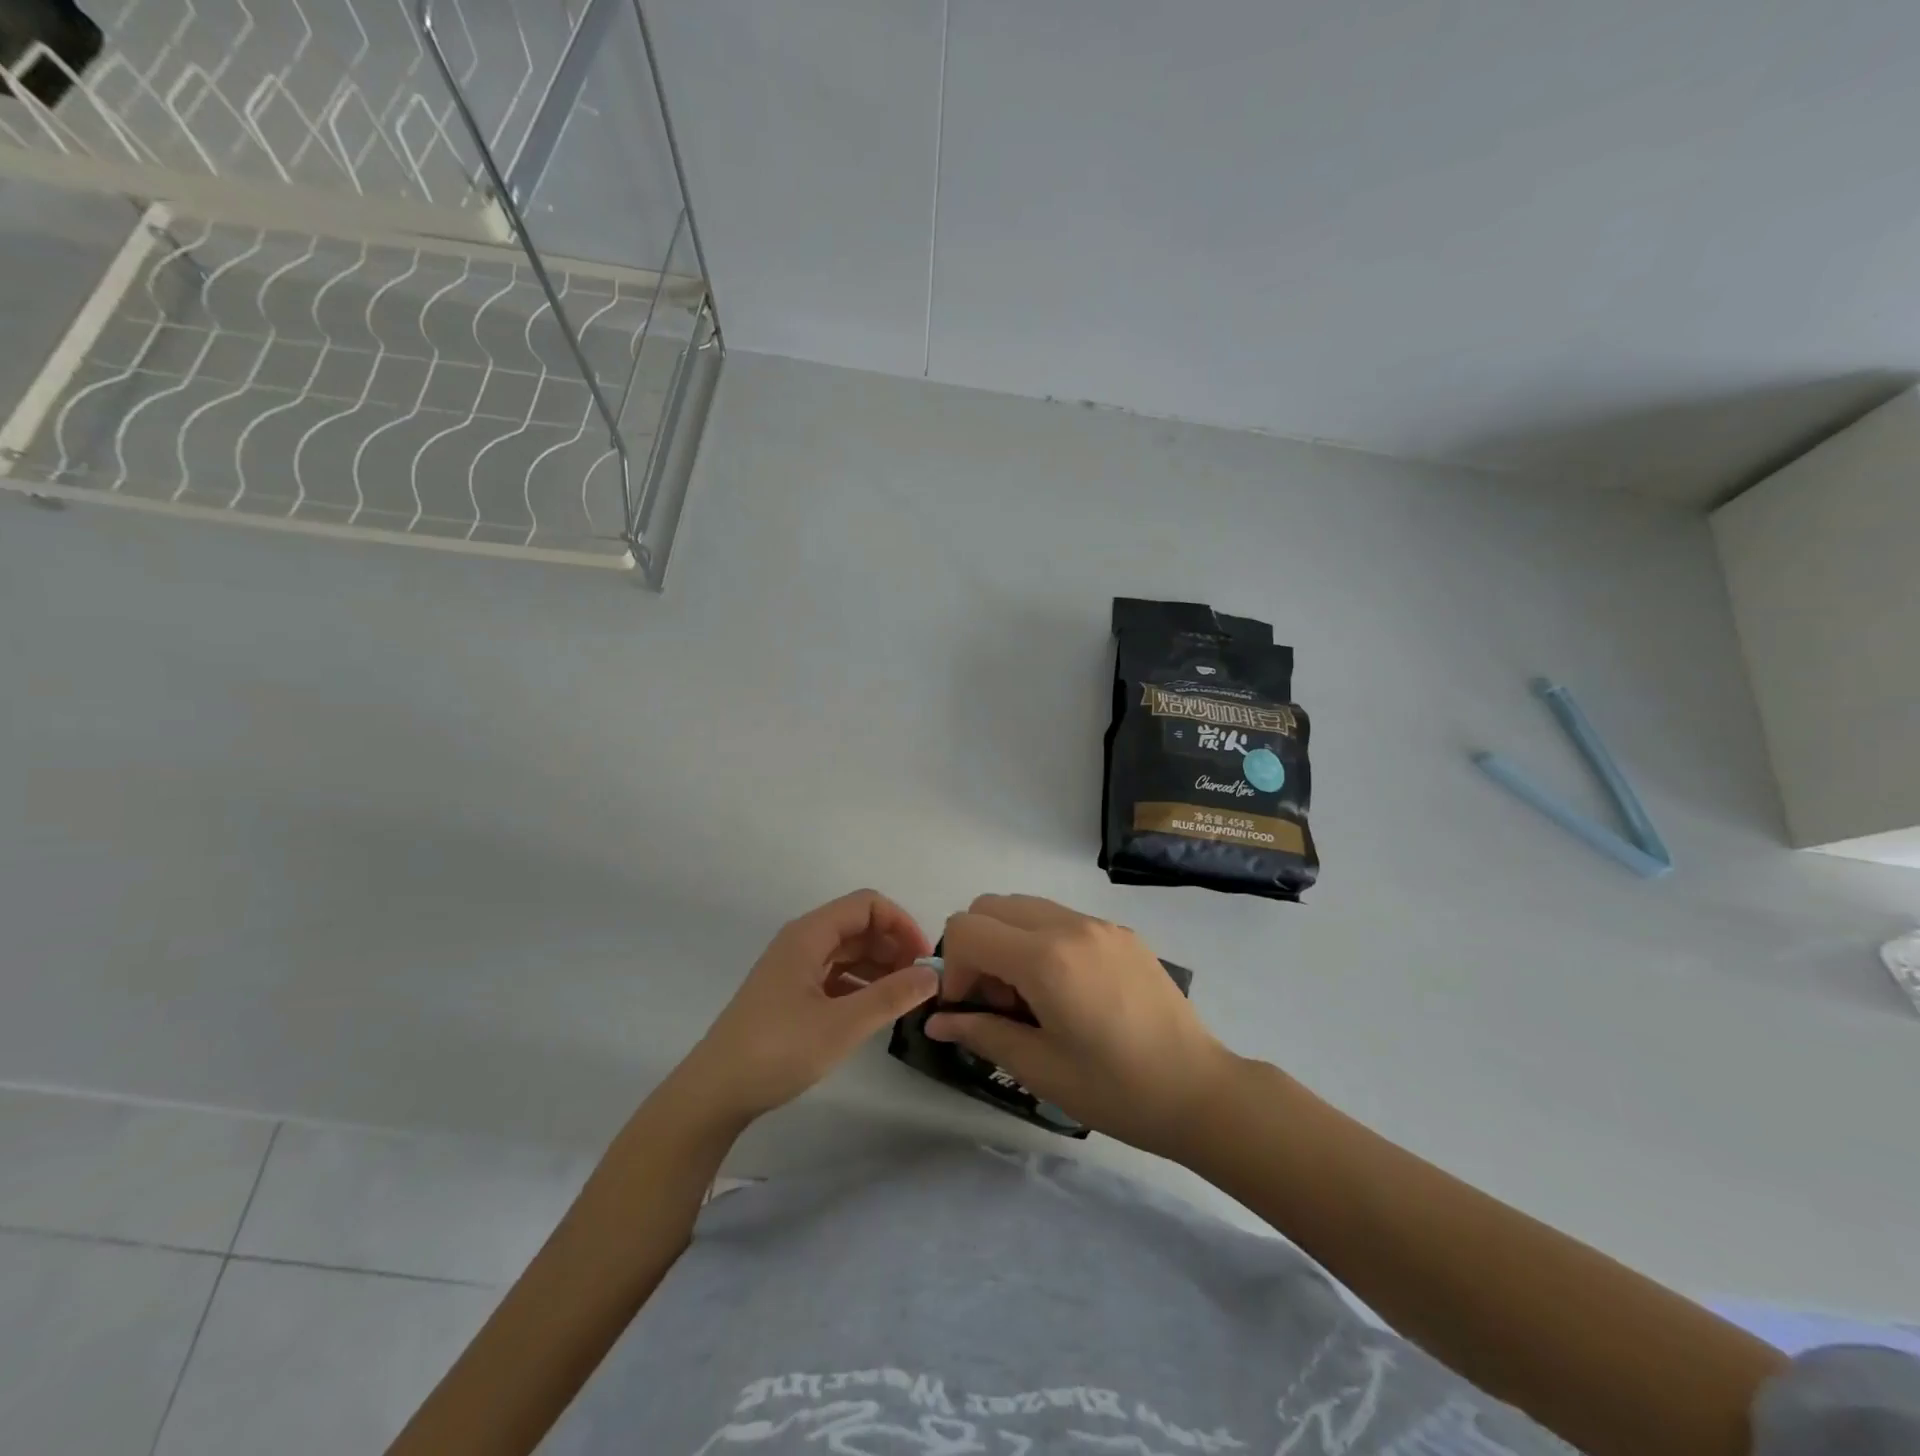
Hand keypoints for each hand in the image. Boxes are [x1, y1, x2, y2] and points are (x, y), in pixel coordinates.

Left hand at [674, 890, 938, 1127]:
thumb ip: (892, 996)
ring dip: (879, 966)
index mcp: (809, 935)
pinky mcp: (789, 994)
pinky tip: (875, 1010)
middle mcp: (801, 942)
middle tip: (920, 983)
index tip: (924, 960)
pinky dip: (860, 984)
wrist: (714, 1092)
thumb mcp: (843, 1024)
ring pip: (847, 951)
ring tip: (904, 998)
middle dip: (893, 946)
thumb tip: (933, 974)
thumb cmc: (778, 1050)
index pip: (867, 905)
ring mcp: (793, 968)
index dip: (901, 924)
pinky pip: (834, 974)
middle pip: (858, 925)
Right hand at [925, 894, 1234, 1158]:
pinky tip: (1067, 990)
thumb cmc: (1116, 1089)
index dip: (954, 968)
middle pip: (991, 906)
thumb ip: (982, 1033)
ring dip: (1009, 941)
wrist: (1200, 1091)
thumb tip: (937, 1020)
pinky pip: (1061, 918)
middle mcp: (1069, 925)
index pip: (967, 929)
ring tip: (1031, 996)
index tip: (972, 1009)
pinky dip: (1042, 940)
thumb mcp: (1040, 1069)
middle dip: (977, 947)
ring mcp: (1099, 924)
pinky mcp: (1121, 932)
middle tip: (998, 1001)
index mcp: (1045, 958)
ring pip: (1026, 907)